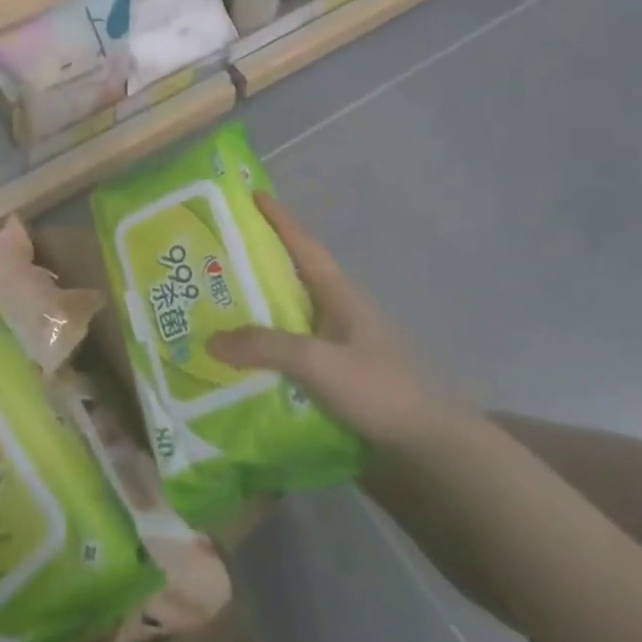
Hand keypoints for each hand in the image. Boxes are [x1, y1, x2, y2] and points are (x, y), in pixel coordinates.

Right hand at [209, 194, 458, 450]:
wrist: (430, 447)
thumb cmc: (379, 389)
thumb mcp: (319, 363)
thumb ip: (266, 347)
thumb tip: (211, 339)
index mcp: (339, 293)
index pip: (304, 244)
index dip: (279, 218)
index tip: (252, 194)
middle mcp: (338, 310)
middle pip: (292, 275)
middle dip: (258, 261)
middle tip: (215, 253)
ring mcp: (340, 342)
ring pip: (291, 313)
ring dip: (259, 306)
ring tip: (216, 304)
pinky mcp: (338, 373)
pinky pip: (294, 347)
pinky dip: (268, 343)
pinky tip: (244, 356)